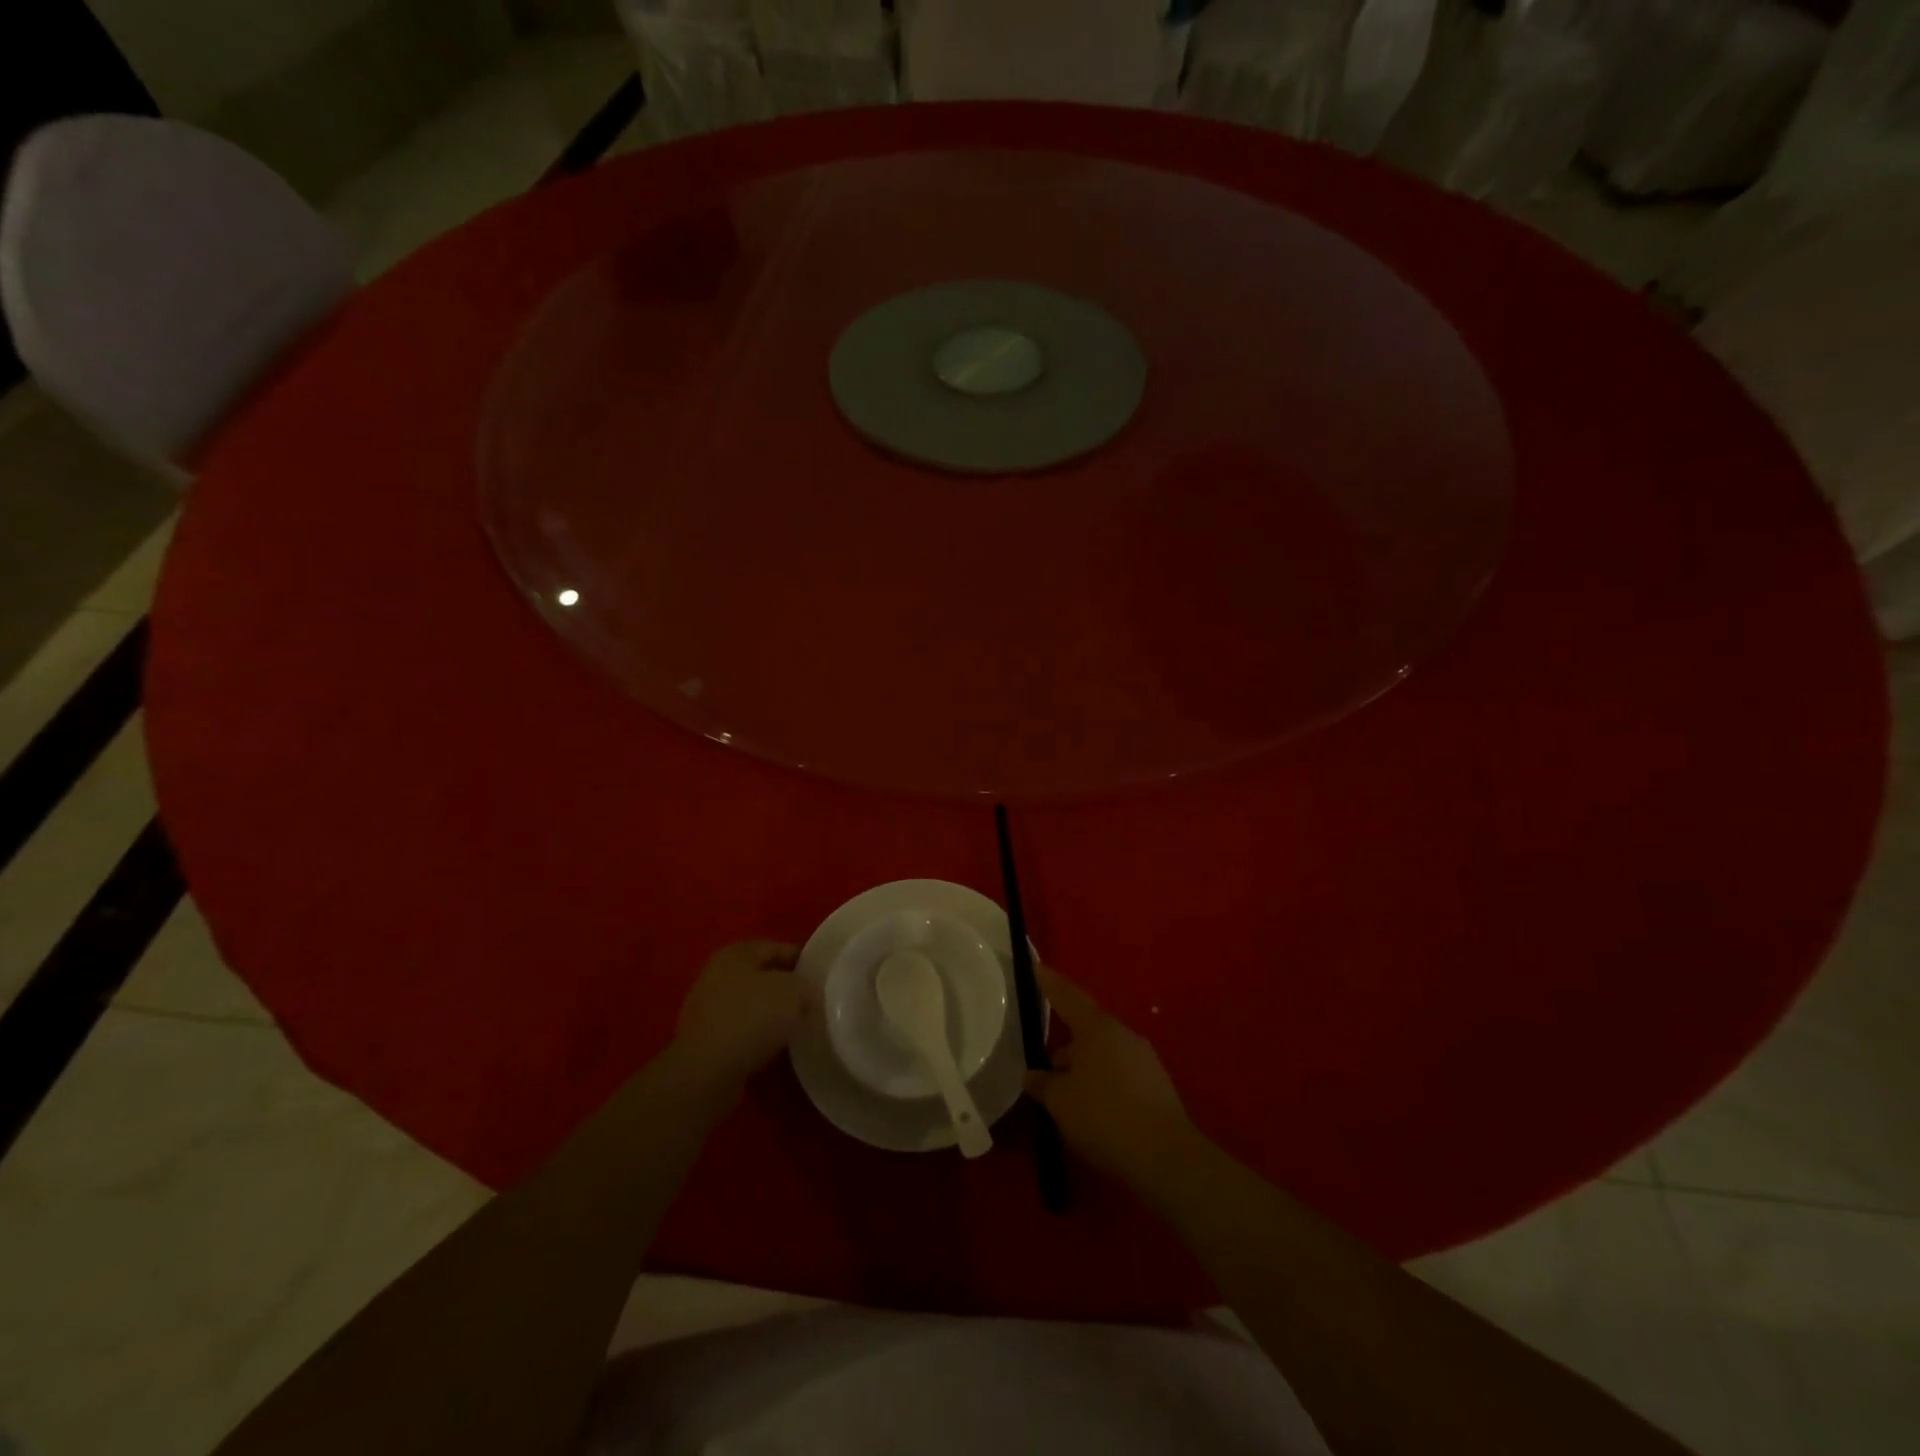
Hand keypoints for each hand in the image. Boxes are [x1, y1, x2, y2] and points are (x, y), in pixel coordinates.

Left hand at [674, 941, 810, 1087]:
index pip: (777, 948)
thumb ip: (805, 986)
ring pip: (750, 1004)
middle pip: (762, 975)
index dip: (802, 959)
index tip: (821, 975)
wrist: (706, 1071)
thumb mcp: (794, 992)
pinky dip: (757, 1035)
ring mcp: (706, 1007)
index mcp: (736, 953)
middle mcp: (716, 974)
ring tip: (796, 1027)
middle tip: (811, 1001)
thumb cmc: (751, 1018)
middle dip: (786, 988)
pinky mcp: (704, 1038)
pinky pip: (740, 1029)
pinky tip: (773, 1047)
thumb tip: (806, 994)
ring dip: (771, 1014)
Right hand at [1024, 963, 1197, 1190]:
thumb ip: (1043, 1084)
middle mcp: (1123, 1034)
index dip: (1049, 983)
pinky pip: (1120, 1074)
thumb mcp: (1061, 1102)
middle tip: (1047, 1068)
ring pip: (1104, 1054)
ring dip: (1085, 1068)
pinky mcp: (1157, 1085)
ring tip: (1068, 1097)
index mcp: (1097, 1028)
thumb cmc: (1104, 1116)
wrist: (1165, 1156)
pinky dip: (1104, 1084)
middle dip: (1066, 1046)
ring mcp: (1144, 1059)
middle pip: (1087, 1030)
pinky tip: (1095, 1111)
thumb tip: (1034, 1075)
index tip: (1037, 967)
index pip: (1068, 996)